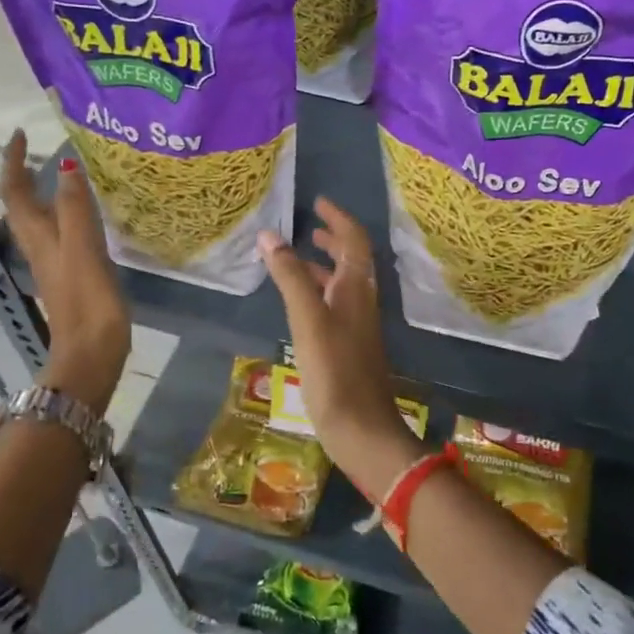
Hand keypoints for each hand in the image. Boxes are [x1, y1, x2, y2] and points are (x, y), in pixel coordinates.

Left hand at [0, 130, 130, 413]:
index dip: (14, 163)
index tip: (22, 135)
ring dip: (44, 195)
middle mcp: (40, 248)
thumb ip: (75, 208)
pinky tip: (86, 218)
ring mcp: (54, 264)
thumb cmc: (87, 302)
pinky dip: (66, 216)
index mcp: (38, 238)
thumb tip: (65, 164)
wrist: (91, 354)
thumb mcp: (82, 250)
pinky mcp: (71, 277)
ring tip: (64, 175)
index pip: (14, 192)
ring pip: (40, 221)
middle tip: (42, 151)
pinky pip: (62, 235)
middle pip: (21, 206)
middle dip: (25, 175)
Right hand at [258, 199, 422, 502]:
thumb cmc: (335, 371)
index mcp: (357, 289)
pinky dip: (316, 293)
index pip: (355, 241)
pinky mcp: (348, 348)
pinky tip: (298, 304)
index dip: (339, 219)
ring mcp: (356, 326)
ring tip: (296, 257)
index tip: (319, 203)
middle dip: (333, 239)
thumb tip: (270, 235)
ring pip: (342, 285)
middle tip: (309, 226)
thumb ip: (290, 277)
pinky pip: (333, 307)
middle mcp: (361, 302)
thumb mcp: (308, 319)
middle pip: (352, 261)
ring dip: (323, 266)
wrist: (362, 430)